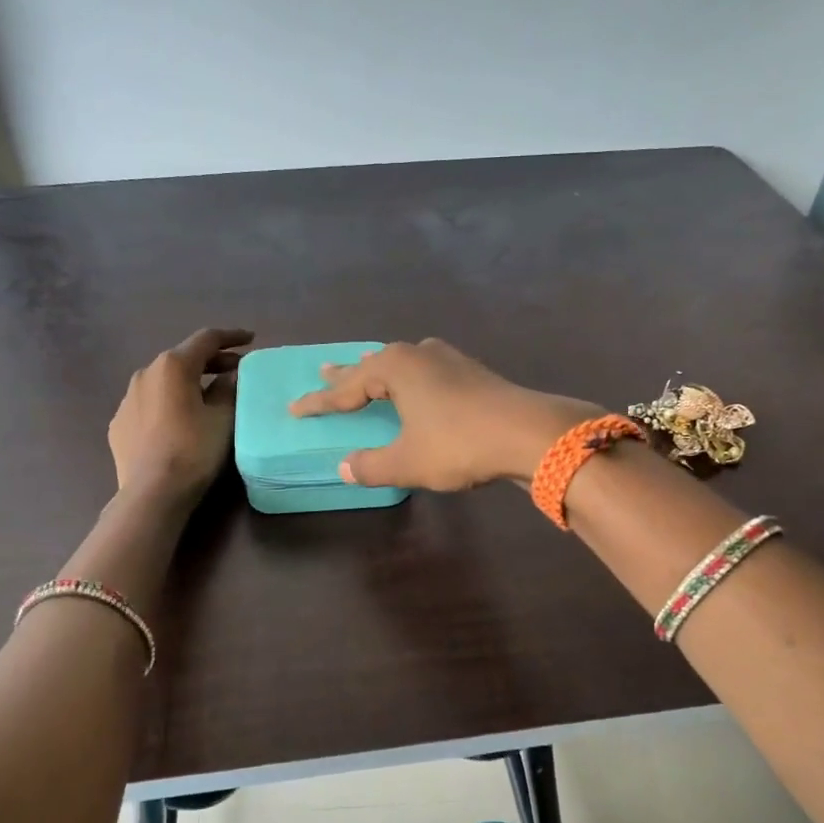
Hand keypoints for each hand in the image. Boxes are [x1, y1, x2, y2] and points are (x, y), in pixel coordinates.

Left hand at [109, 328, 252, 502]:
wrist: (152, 493)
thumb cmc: (194, 450)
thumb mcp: (224, 418)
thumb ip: (229, 390)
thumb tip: (230, 377)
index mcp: (174, 366)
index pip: (206, 339)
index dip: (231, 337)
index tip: (250, 339)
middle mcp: (145, 373)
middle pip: (183, 358)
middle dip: (211, 361)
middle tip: (235, 370)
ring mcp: (127, 399)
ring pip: (163, 381)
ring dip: (188, 382)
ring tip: (207, 395)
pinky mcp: (119, 423)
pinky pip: (149, 404)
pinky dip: (168, 403)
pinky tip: (179, 420)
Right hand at [289, 339, 597, 490]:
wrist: (528, 433)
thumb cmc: (458, 443)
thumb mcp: (408, 462)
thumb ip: (372, 466)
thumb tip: (345, 468)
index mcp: (395, 367)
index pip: (345, 388)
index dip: (319, 402)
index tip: (295, 409)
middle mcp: (418, 354)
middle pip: (372, 365)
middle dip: (347, 375)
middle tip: (322, 371)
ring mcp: (448, 359)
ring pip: (402, 363)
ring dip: (380, 370)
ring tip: (364, 369)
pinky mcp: (471, 372)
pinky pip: (425, 371)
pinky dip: (409, 378)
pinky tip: (417, 382)